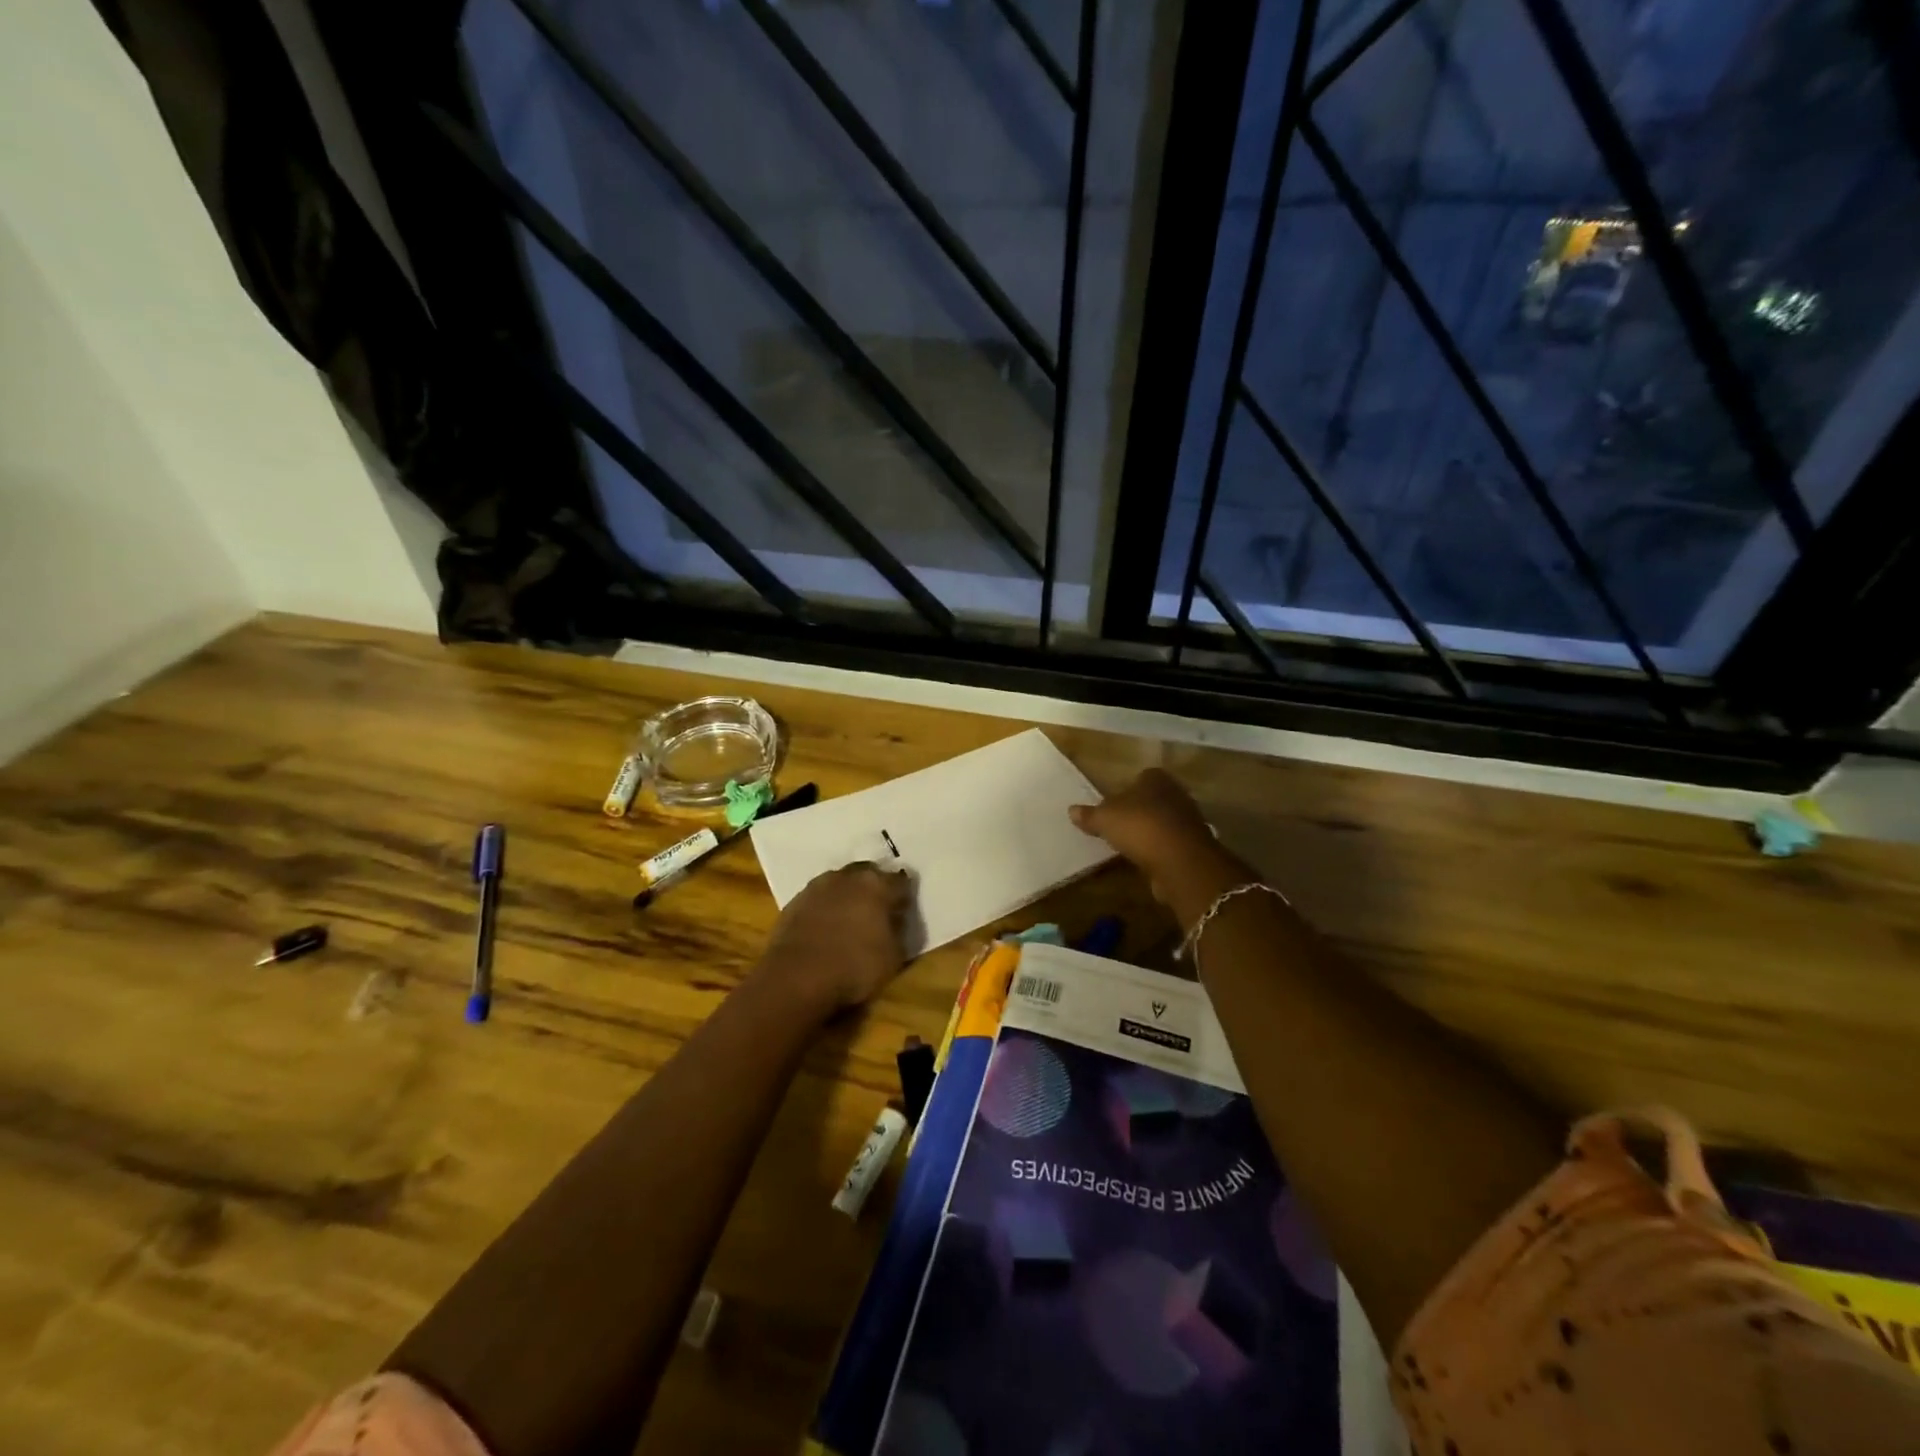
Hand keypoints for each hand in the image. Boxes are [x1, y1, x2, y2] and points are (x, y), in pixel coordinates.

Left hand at [755, 861, 915, 1014]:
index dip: (904, 896)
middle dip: (875, 888)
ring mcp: (818, 886)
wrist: (797, 977)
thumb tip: (895, 919)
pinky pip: (818, 899)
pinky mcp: (795, 901)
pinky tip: (825, 928)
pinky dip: (825, 908)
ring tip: (849, 918)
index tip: (903, 910)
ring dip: (847, 895)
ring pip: (840, 883)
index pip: (900, 880)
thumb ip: (898, 931)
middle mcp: (848, 877)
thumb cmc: (855, 966)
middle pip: (868, 874)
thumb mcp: (894, 956)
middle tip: (878, 911)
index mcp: (878, 885)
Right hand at [1070, 769, 1241, 916]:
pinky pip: (1169, 844)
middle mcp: (1176, 793)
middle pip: (1152, 799)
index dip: (1125, 789)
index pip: (1140, 777)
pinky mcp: (1192, 846)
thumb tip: (1071, 810)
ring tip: (1127, 845)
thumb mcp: (1104, 819)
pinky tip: (1143, 860)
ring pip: (1162, 822)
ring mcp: (1188, 820)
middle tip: (1116, 825)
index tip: (1111, 805)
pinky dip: (1157, 851)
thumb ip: (1089, 814)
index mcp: (1156, 778)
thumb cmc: (1140, 826)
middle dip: (1137, 811)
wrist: (1181, 860)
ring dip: (1148, 833)